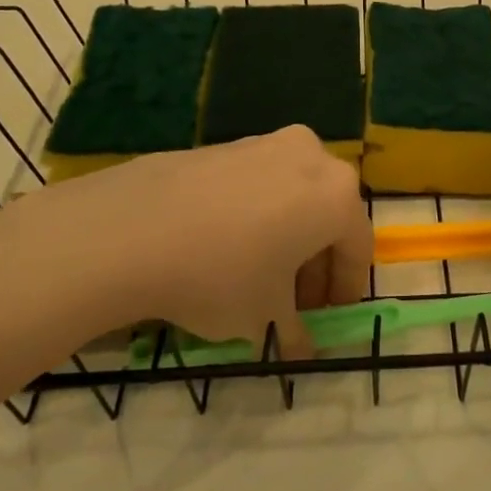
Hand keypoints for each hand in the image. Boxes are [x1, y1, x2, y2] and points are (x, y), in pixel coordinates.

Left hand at [2, 127, 371, 355]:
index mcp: (336, 195)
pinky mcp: (226, 144)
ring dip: (287, 238)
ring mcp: (266, 144)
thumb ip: (296, 332)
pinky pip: (258, 185)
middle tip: (295, 305)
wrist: (132, 228)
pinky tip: (224, 249)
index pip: (357, 247)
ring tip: (257, 279)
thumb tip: (302, 347)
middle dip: (315, 264)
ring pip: (293, 197)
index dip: (345, 290)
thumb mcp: (264, 318)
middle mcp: (311, 157)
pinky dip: (257, 216)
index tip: (328, 320)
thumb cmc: (221, 274)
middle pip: (327, 216)